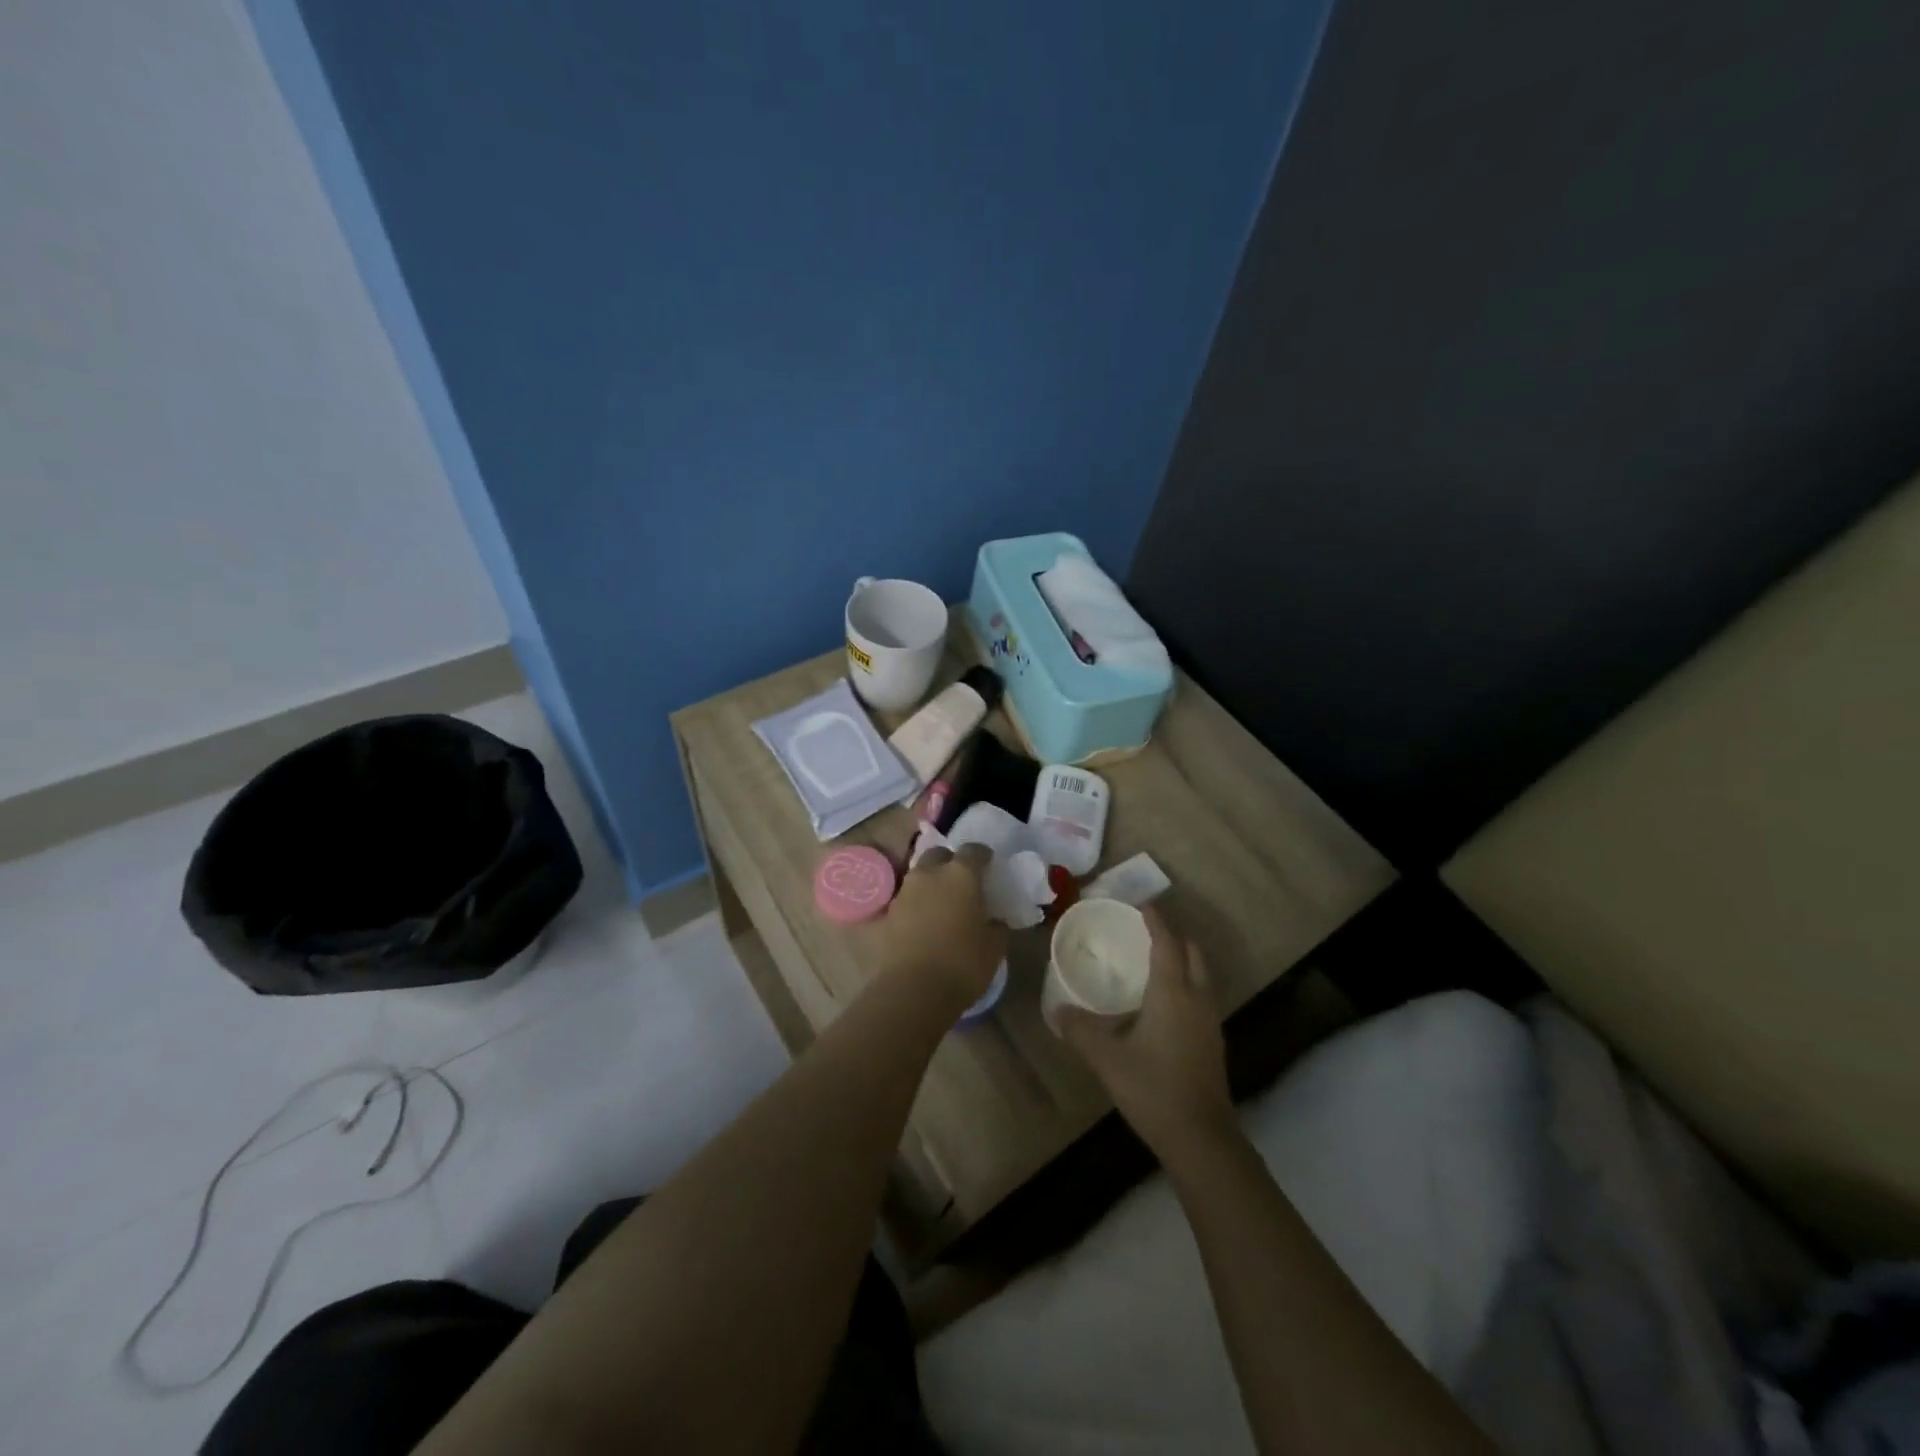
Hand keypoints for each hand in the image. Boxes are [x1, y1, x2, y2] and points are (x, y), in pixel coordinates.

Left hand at [868, 843, 1005, 1006]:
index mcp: (960, 875)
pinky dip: (913, 907)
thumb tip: (995, 920)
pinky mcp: (885, 915)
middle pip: (938, 855)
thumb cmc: (962, 964)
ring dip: (929, 884)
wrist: (912, 991)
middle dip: (949, 862)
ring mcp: (903, 893)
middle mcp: (929, 875)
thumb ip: (997, 926)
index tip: (989, 864)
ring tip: (940, 903)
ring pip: (918, 876)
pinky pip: (903, 902)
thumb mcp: (994, 947)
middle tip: (961, 881)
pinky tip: (920, 923)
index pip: (973, 850)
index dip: (982, 855)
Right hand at [1058, 904, 1233, 1153]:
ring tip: (1151, 961)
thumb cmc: (1154, 1089)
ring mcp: (1209, 1022)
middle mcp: (1197, 999)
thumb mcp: (1107, 1059)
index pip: (1167, 943)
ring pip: (1200, 975)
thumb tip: (1055, 1011)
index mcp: (1173, 993)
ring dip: (1181, 960)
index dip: (1155, 920)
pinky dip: (1184, 983)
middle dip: (1173, 936)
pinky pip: (1200, 996)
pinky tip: (1162, 1002)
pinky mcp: (1212, 1042)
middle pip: (1192, 953)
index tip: (1140, 904)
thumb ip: (1080, 1031)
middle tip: (1144, 931)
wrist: (1202, 1139)